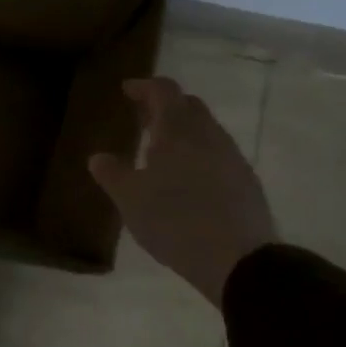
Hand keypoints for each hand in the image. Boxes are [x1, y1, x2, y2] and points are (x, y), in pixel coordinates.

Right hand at [88, 77, 277, 305]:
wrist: (238, 260)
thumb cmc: (174, 221)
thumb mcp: (129, 199)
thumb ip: (112, 174)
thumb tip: (99, 157)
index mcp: (177, 132)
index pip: (164, 92)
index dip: (145, 86)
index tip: (127, 90)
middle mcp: (208, 136)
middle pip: (189, 106)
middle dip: (165, 106)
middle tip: (142, 118)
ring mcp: (232, 159)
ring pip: (206, 130)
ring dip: (184, 131)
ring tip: (162, 150)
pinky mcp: (246, 183)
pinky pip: (218, 154)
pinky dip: (199, 154)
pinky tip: (187, 179)